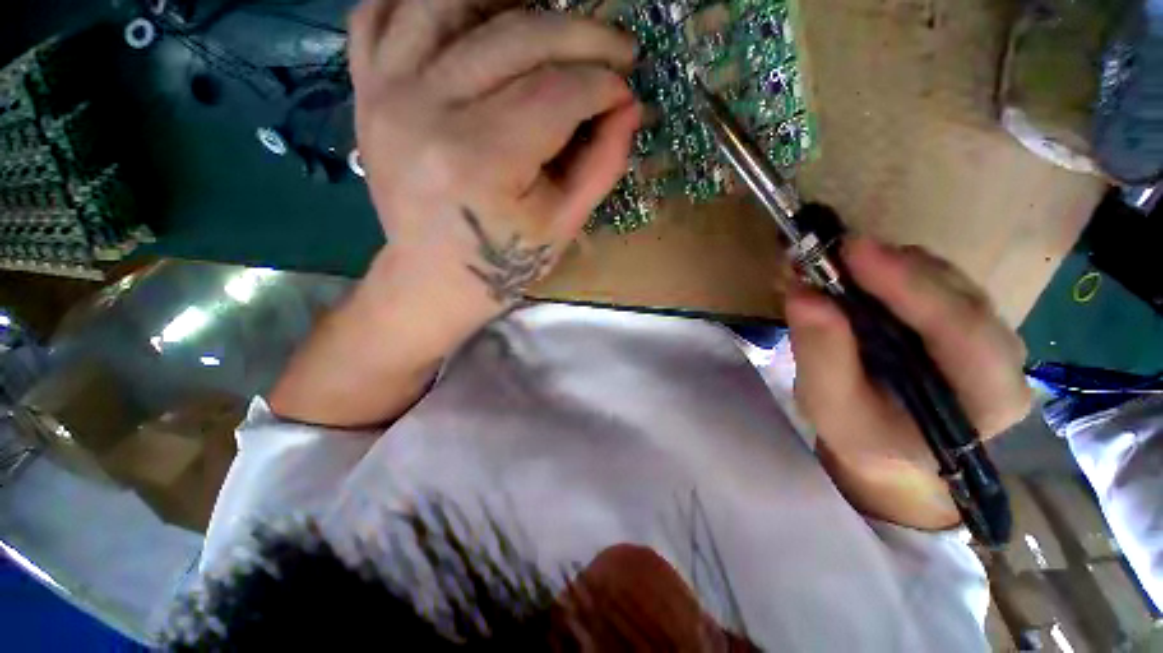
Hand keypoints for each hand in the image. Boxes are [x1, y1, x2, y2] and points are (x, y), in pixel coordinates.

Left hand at [349, 0, 639, 331]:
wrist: (434, 279)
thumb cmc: (502, 263)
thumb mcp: (563, 227)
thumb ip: (601, 165)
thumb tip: (630, 108)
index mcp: (482, 160)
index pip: (558, 93)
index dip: (603, 85)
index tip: (626, 91)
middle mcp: (428, 110)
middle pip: (516, 36)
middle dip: (581, 35)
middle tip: (615, 48)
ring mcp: (387, 92)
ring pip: (449, 1)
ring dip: (511, 0)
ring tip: (549, 22)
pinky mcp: (367, 91)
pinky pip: (380, 11)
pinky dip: (423, 0)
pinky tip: (469, 16)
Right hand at [786, 237, 1031, 528]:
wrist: (889, 451)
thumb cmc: (863, 439)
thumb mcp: (831, 407)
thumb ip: (820, 354)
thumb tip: (803, 293)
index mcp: (988, 396)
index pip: (962, 329)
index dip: (909, 285)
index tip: (853, 251)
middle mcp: (1003, 356)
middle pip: (955, 293)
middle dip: (890, 268)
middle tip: (827, 254)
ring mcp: (986, 332)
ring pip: (943, 278)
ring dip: (884, 265)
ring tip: (830, 266)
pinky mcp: (960, 318)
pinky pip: (930, 280)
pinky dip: (886, 270)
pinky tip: (851, 276)